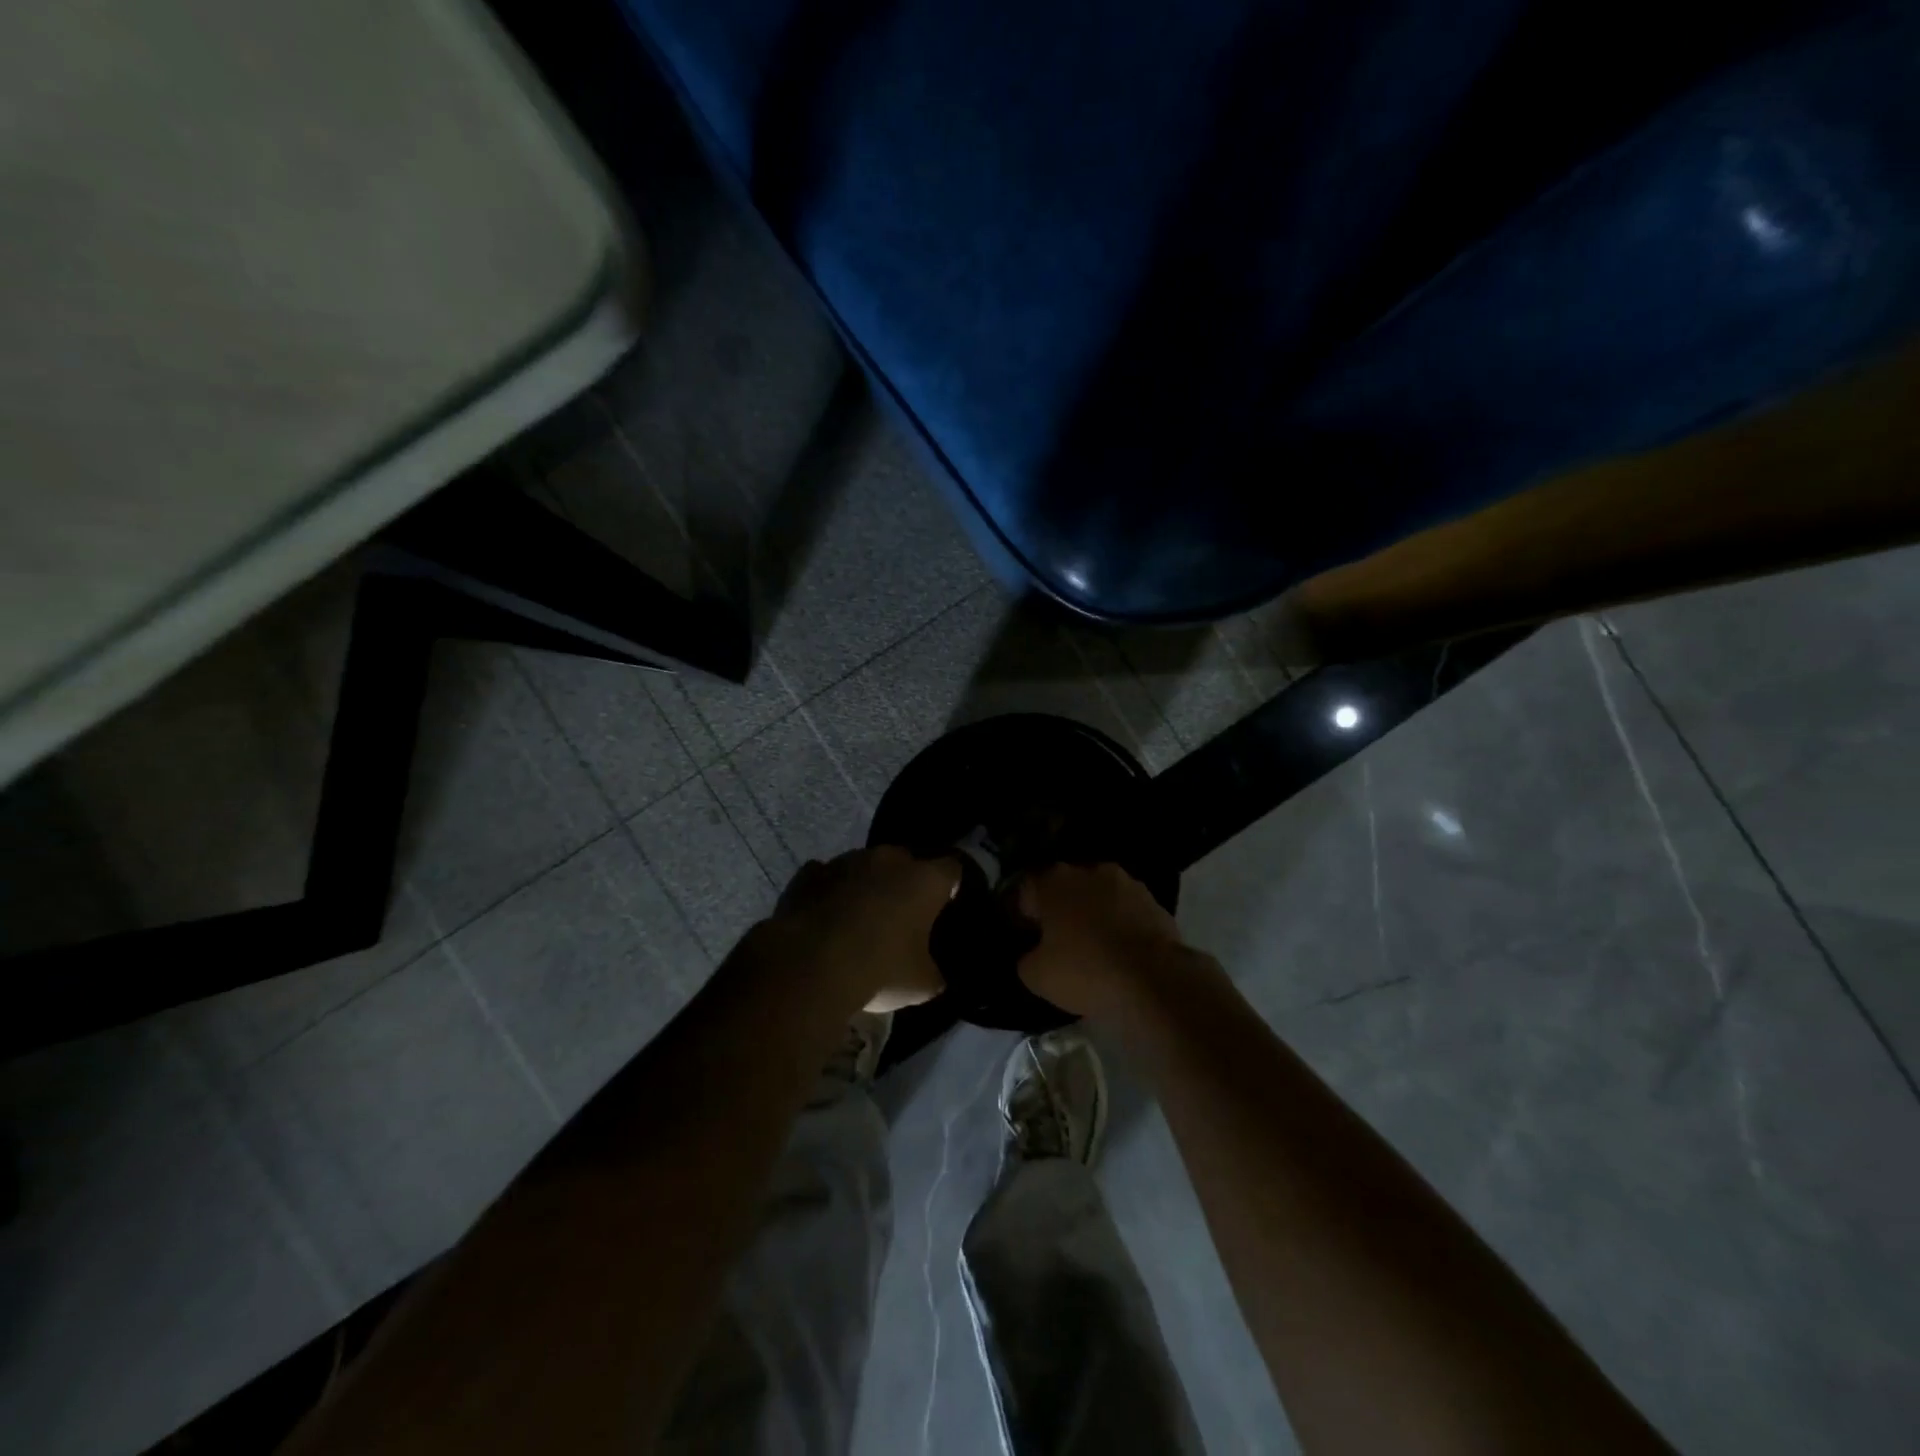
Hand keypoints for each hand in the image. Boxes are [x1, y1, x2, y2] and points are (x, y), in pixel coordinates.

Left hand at [762, 848, 960, 1011]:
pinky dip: (830, 891)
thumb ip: (933, 971)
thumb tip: (933, 974)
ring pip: (865, 866)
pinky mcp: (809, 873)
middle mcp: (889, 859)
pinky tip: (825, 916)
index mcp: (925, 879)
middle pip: (906, 863)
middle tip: (901, 916)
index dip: (949, 887)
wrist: (808, 966)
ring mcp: (846, 861)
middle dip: (905, 883)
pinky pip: (827, 877)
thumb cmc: (878, 970)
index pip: (952, 870)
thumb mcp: (921, 985)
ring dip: (866, 885)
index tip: (944, 906)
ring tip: (859, 918)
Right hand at [1015, 862, 1196, 1016]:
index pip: (1027, 888)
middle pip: (1066, 888)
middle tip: (1059, 940)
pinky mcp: (1155, 902)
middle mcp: (1089, 871)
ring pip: (1100, 896)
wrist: (1153, 979)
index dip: (1023, 912)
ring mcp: (1127, 883)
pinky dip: (1122, 924)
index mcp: (1053, 882)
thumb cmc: (1085, 970)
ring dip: (1095, 913)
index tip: (1026, 935)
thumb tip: (1033, 954)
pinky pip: (1128, 911)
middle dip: (1061, 909)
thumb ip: (1026, 958)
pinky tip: (1122, 951)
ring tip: (1095, 946)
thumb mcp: (1036, 976)